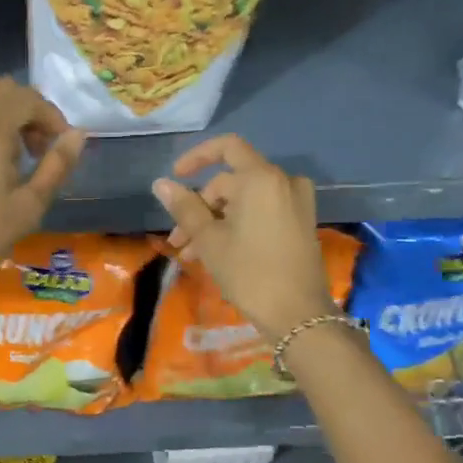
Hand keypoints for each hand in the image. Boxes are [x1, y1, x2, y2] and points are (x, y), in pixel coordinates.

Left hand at [0, 78, 86, 306]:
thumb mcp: (29, 204)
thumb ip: (57, 165)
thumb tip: (78, 135)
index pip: (29, 98)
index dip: (52, 117)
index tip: (62, 146)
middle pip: (3, 91)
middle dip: (29, 112)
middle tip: (41, 150)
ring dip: (6, 117)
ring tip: (17, 158)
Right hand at [152, 135, 336, 341]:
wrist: (298, 314)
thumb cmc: (249, 272)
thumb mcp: (209, 240)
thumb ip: (184, 207)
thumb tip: (160, 184)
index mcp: (261, 179)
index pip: (227, 148)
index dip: (197, 157)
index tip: (176, 178)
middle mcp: (283, 182)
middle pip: (232, 181)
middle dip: (201, 207)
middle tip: (179, 240)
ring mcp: (297, 203)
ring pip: (245, 200)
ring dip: (216, 221)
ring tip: (193, 255)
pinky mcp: (301, 223)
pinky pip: (263, 211)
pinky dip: (238, 224)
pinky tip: (219, 253)